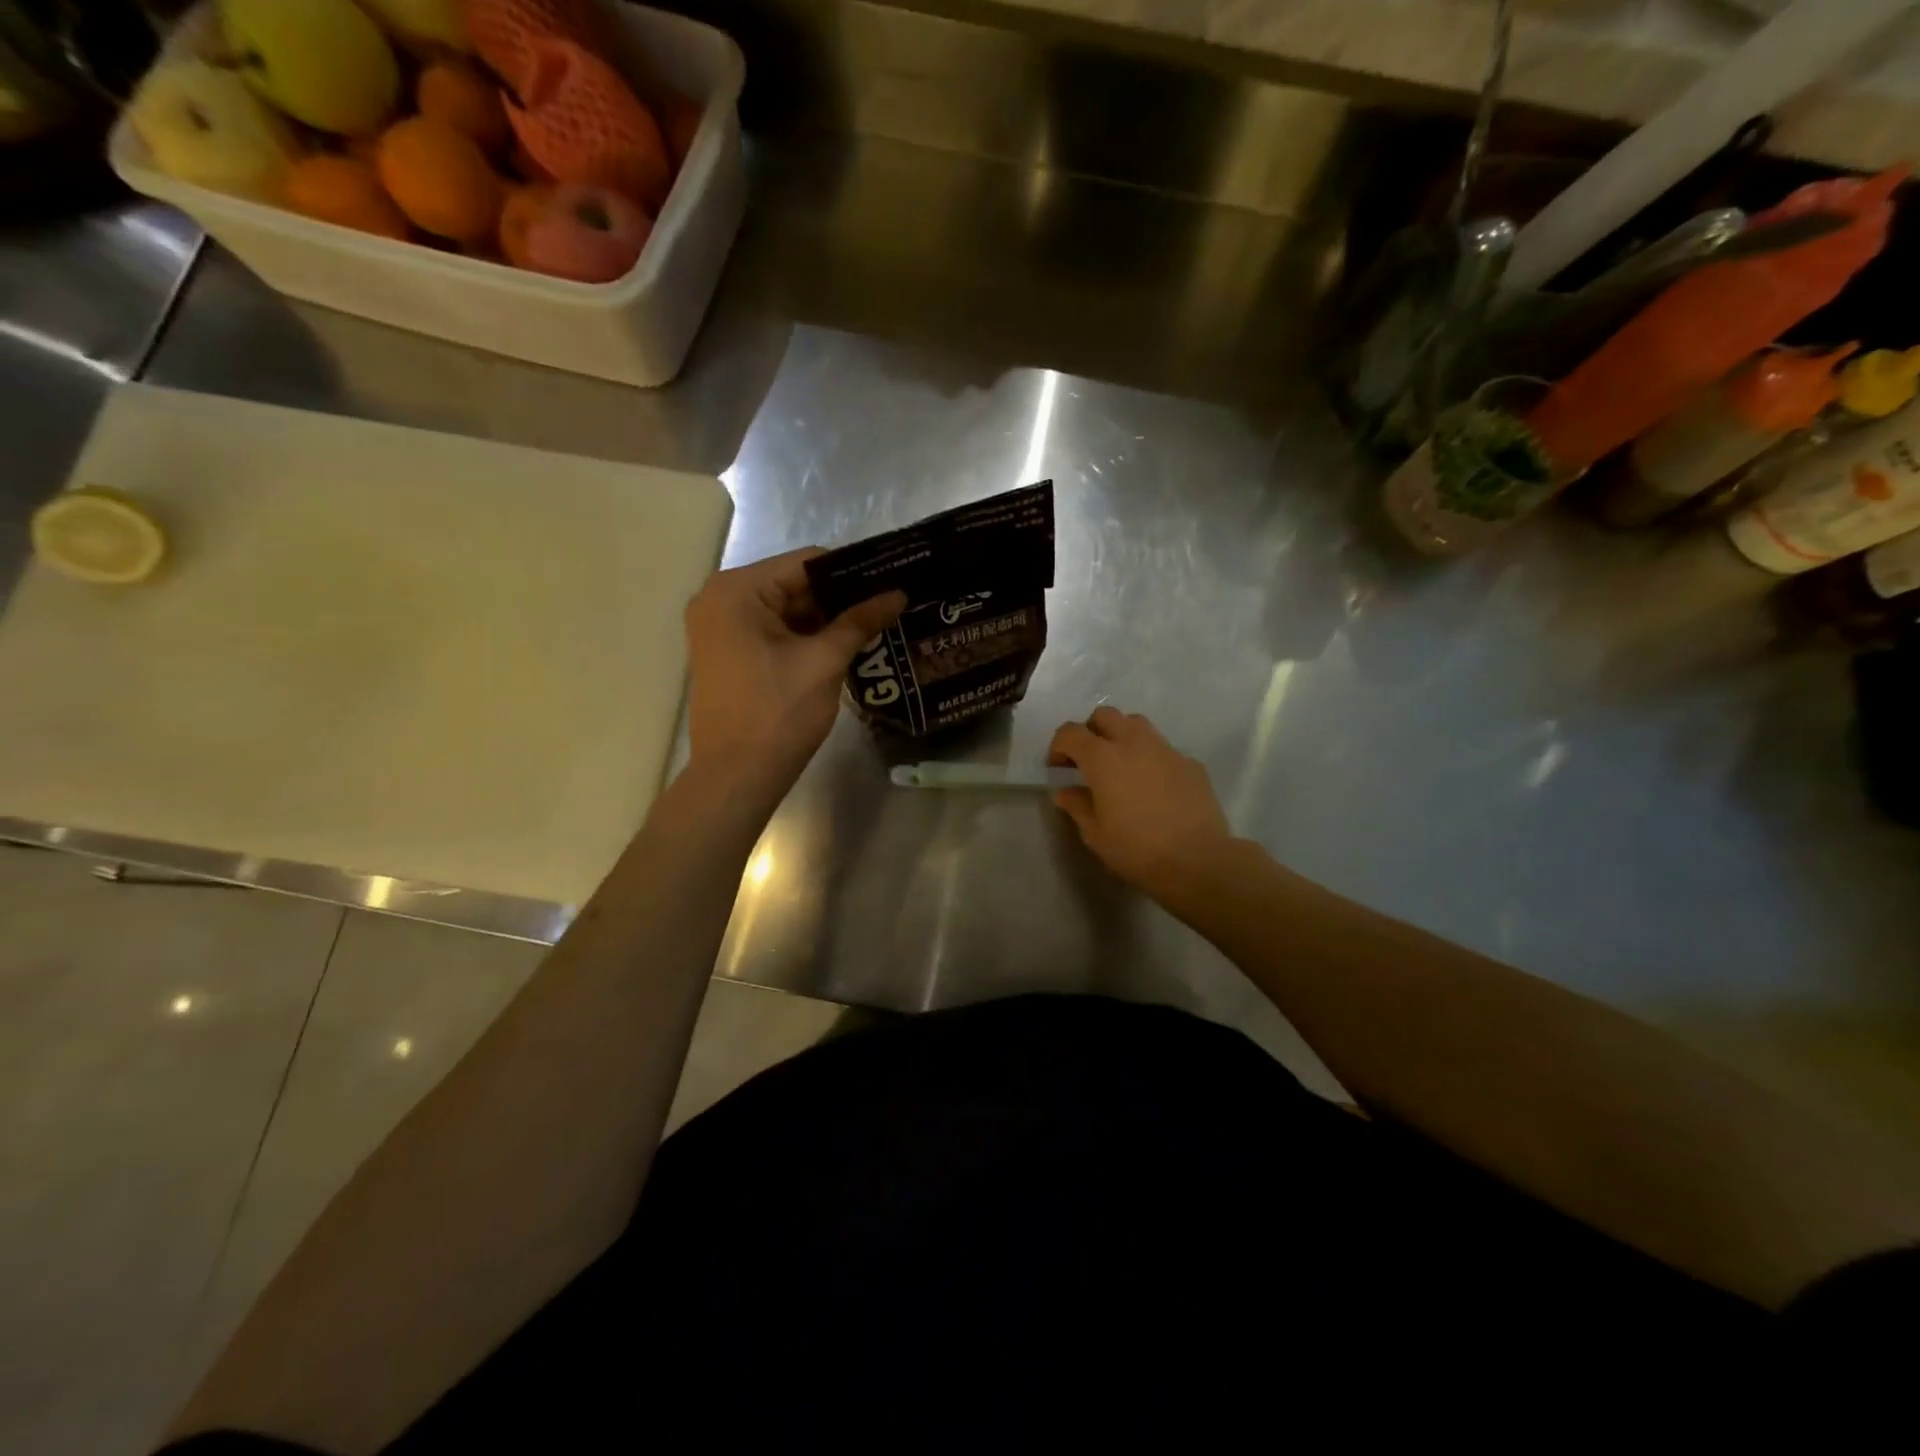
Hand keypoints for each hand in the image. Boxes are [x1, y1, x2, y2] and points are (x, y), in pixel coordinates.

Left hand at [685, 548, 905, 803]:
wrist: (736, 777)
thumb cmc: (778, 713)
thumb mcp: (824, 662)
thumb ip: (860, 621)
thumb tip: (898, 594)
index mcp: (736, 590)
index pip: (805, 563)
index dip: (852, 571)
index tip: (891, 579)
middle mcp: (720, 599)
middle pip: (794, 585)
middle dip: (840, 598)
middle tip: (889, 604)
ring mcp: (720, 628)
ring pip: (786, 611)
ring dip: (826, 620)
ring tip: (876, 624)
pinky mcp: (727, 654)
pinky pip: (773, 632)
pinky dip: (806, 638)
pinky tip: (845, 646)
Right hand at [1048, 706, 1233, 899]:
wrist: (1197, 860)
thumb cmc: (1136, 849)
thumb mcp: (1095, 834)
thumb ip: (1077, 806)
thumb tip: (1065, 791)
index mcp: (1103, 758)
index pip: (1070, 733)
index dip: (1058, 746)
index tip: (1058, 768)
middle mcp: (1133, 743)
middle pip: (1105, 715)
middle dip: (1090, 731)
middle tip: (1088, 760)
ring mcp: (1166, 749)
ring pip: (1137, 724)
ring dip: (1122, 736)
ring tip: (1121, 766)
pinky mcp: (1190, 763)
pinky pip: (1163, 749)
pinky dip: (1150, 758)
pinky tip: (1153, 786)